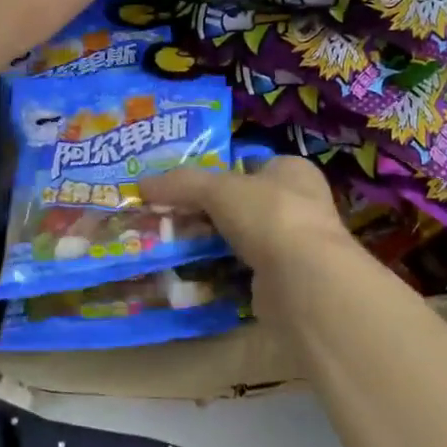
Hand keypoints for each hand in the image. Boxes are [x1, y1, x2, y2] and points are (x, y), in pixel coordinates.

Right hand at [142, 156, 363, 315]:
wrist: (303, 281)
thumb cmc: (269, 215)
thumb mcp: (218, 189)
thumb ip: (182, 184)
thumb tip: (142, 184)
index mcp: (293, 171)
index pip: (251, 164)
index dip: (220, 171)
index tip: (184, 183)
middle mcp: (299, 204)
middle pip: (243, 202)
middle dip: (209, 210)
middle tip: (170, 215)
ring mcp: (294, 245)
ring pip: (242, 238)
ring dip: (213, 242)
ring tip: (173, 243)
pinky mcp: (284, 282)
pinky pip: (243, 271)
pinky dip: (220, 272)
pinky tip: (193, 273)